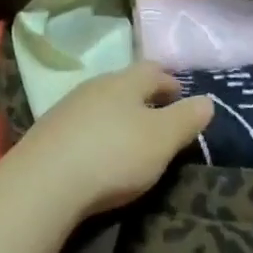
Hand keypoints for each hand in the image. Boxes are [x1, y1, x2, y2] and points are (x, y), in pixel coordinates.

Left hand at [10, 62, 213, 220]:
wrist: (45, 181)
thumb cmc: (114, 154)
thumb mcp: (162, 139)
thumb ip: (186, 119)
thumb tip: (207, 100)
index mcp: (125, 81)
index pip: (153, 71)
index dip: (171, 82)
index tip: (183, 96)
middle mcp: (95, 85)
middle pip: (125, 84)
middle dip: (144, 98)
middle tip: (160, 117)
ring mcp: (68, 106)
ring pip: (102, 103)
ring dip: (118, 115)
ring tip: (131, 137)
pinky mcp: (49, 131)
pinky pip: (82, 124)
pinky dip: (97, 132)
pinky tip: (99, 152)